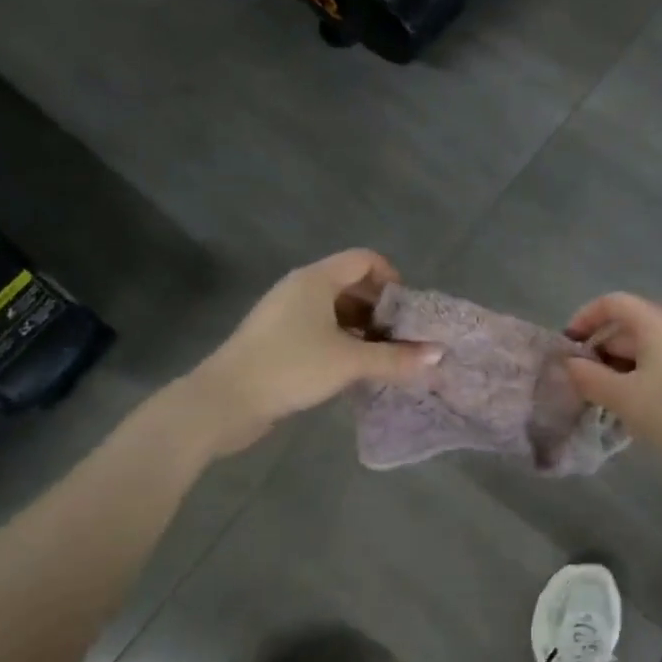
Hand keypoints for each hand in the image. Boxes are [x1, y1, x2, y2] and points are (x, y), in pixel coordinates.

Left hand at [192, 250, 440, 453]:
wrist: (223, 401)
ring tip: (384, 358)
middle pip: (352, 284)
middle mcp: (300, 289)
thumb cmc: (290, 367)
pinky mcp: (277, 340)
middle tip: (402, 339)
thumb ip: (396, 358)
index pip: (365, 260)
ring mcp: (286, 315)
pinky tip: (355, 370)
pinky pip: (320, 330)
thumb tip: (439, 354)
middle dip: (381, 309)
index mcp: (316, 279)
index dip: (392, 279)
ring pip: (336, 311)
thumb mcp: (349, 362)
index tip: (407, 313)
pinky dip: (342, 342)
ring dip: (363, 329)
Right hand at [563, 293, 661, 483]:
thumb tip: (569, 365)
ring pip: (643, 352)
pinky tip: (630, 412)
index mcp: (655, 323)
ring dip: (617, 371)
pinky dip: (638, 382)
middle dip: (598, 351)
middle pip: (627, 327)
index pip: (613, 303)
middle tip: (578, 383)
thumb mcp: (624, 397)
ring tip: (599, 402)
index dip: (585, 318)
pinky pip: (659, 369)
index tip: (567, 347)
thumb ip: (590, 378)